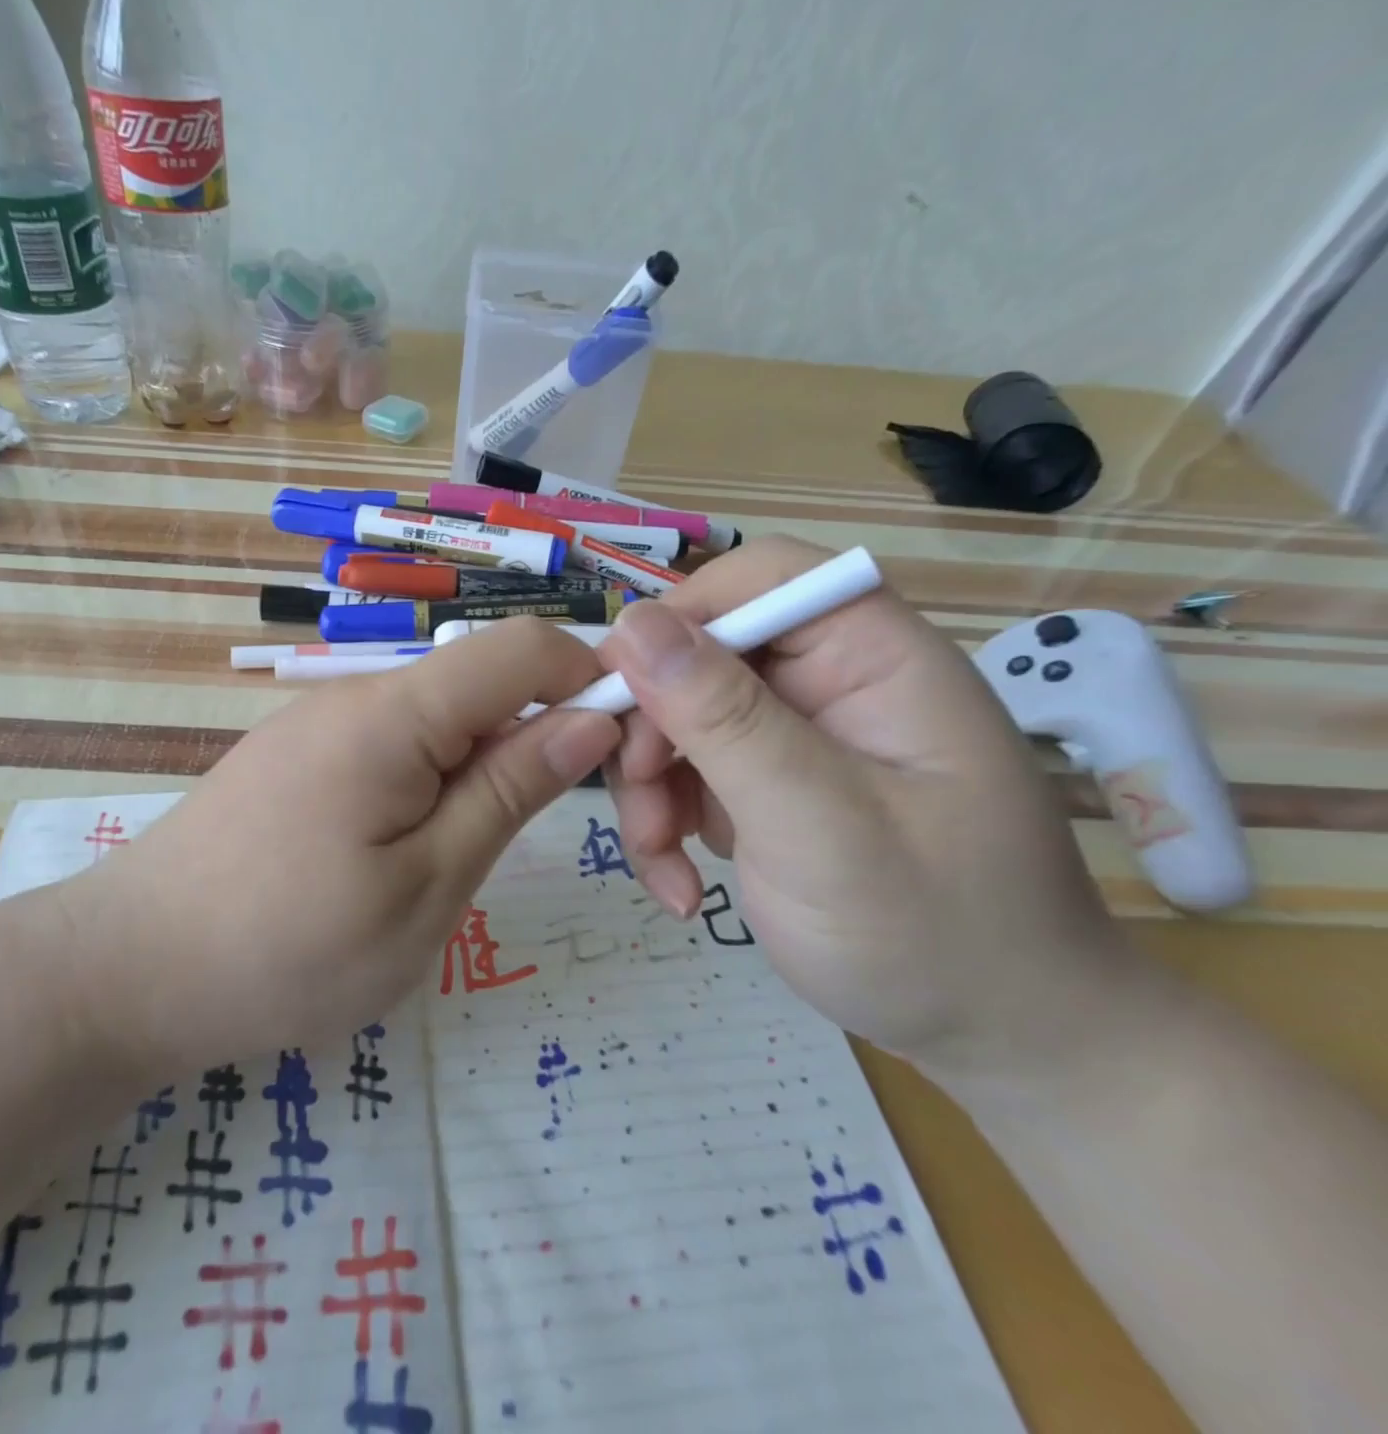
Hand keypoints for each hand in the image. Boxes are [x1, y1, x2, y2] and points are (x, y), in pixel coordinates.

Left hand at [54, 618, 620, 1074]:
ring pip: (436, 721)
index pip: (521, 648)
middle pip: (479, 683)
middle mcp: (355, 697)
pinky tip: (404, 853)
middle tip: (541, 834)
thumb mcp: (427, 886)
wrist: (127, 973)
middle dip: (535, 738)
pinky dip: (428, 784)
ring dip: (478, 770)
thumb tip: (590, 720)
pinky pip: (390, 747)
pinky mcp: (297, 759)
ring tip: (461, 860)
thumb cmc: (288, 948)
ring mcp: (319, 726)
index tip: (623, 753)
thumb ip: (509, 791)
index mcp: (394, 713)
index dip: (589, 680)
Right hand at [602, 536, 1148, 1082]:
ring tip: (664, 862)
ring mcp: (793, 737)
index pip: (762, 578)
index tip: (623, 691)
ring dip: (648, 788)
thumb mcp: (819, 825)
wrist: (994, 1039)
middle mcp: (830, 682)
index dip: (681, 616)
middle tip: (637, 797)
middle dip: (652, 726)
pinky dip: (666, 824)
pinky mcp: (765, 785)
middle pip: (701, 654)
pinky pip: (686, 774)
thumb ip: (725, 720)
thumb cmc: (934, 932)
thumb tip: (631, 626)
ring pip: (677, 718)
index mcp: (874, 658)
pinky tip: (682, 885)